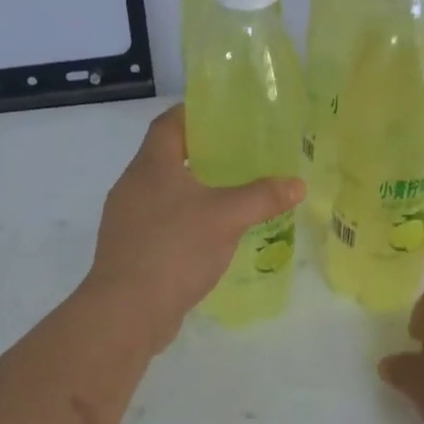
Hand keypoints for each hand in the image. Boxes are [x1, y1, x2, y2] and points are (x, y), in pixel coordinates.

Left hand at [86, 106, 303, 352]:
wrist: (127, 310)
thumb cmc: (175, 249)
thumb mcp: (227, 218)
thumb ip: (262, 197)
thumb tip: (297, 184)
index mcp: (151, 166)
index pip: (169, 123)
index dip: (194, 113)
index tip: (223, 115)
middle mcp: (132, 186)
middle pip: (166, 157)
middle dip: (201, 155)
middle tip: (238, 157)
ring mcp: (126, 220)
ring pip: (163, 193)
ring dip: (192, 192)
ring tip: (229, 196)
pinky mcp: (129, 249)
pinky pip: (160, 224)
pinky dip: (183, 222)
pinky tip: (209, 237)